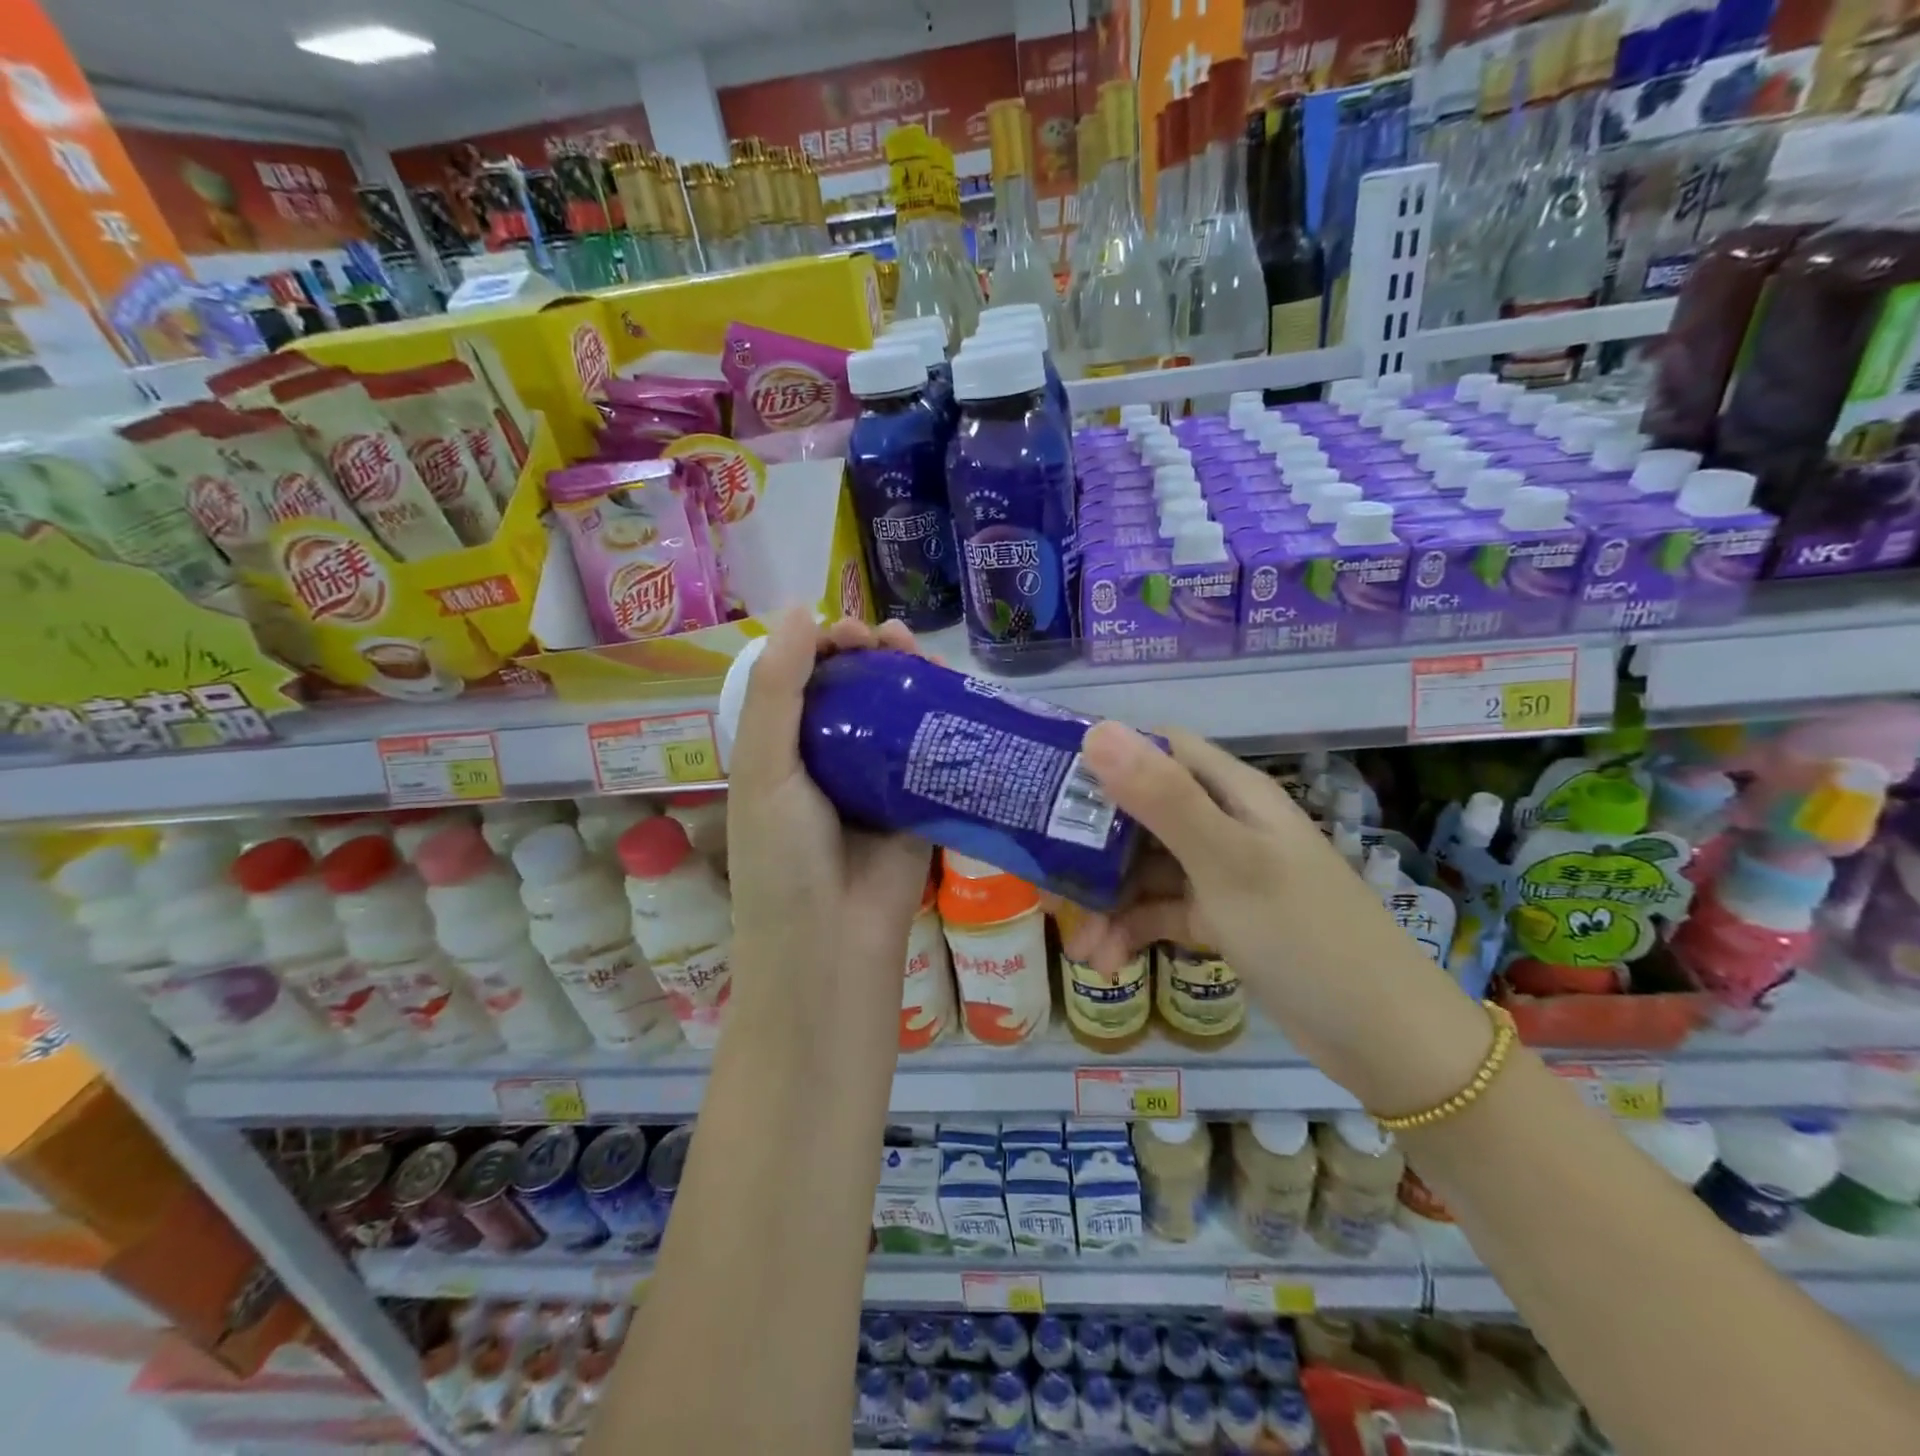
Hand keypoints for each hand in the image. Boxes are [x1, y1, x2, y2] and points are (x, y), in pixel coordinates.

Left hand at [724, 609, 932, 1064]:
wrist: (832, 946)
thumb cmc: (783, 859)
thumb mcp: (764, 770)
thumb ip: (779, 690)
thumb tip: (799, 609)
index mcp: (780, 750)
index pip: (802, 680)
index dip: (824, 646)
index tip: (851, 634)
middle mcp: (827, 761)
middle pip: (853, 692)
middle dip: (873, 657)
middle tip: (895, 643)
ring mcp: (874, 782)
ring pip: (895, 716)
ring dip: (909, 681)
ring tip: (924, 657)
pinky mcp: (916, 803)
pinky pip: (931, 753)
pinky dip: (943, 721)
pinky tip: (956, 695)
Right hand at [1058, 721, 1487, 1109]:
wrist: (1387, 1042)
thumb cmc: (1306, 936)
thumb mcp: (1229, 864)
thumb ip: (1162, 799)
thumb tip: (1095, 731)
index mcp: (1233, 792)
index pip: (1159, 748)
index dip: (1105, 753)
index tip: (1049, 778)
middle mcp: (1225, 823)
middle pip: (1142, 811)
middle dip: (1092, 841)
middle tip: (1042, 868)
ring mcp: (1223, 874)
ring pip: (1146, 867)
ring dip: (1107, 898)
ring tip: (1075, 941)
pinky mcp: (1222, 920)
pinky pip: (1162, 911)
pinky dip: (1132, 930)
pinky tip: (1105, 961)